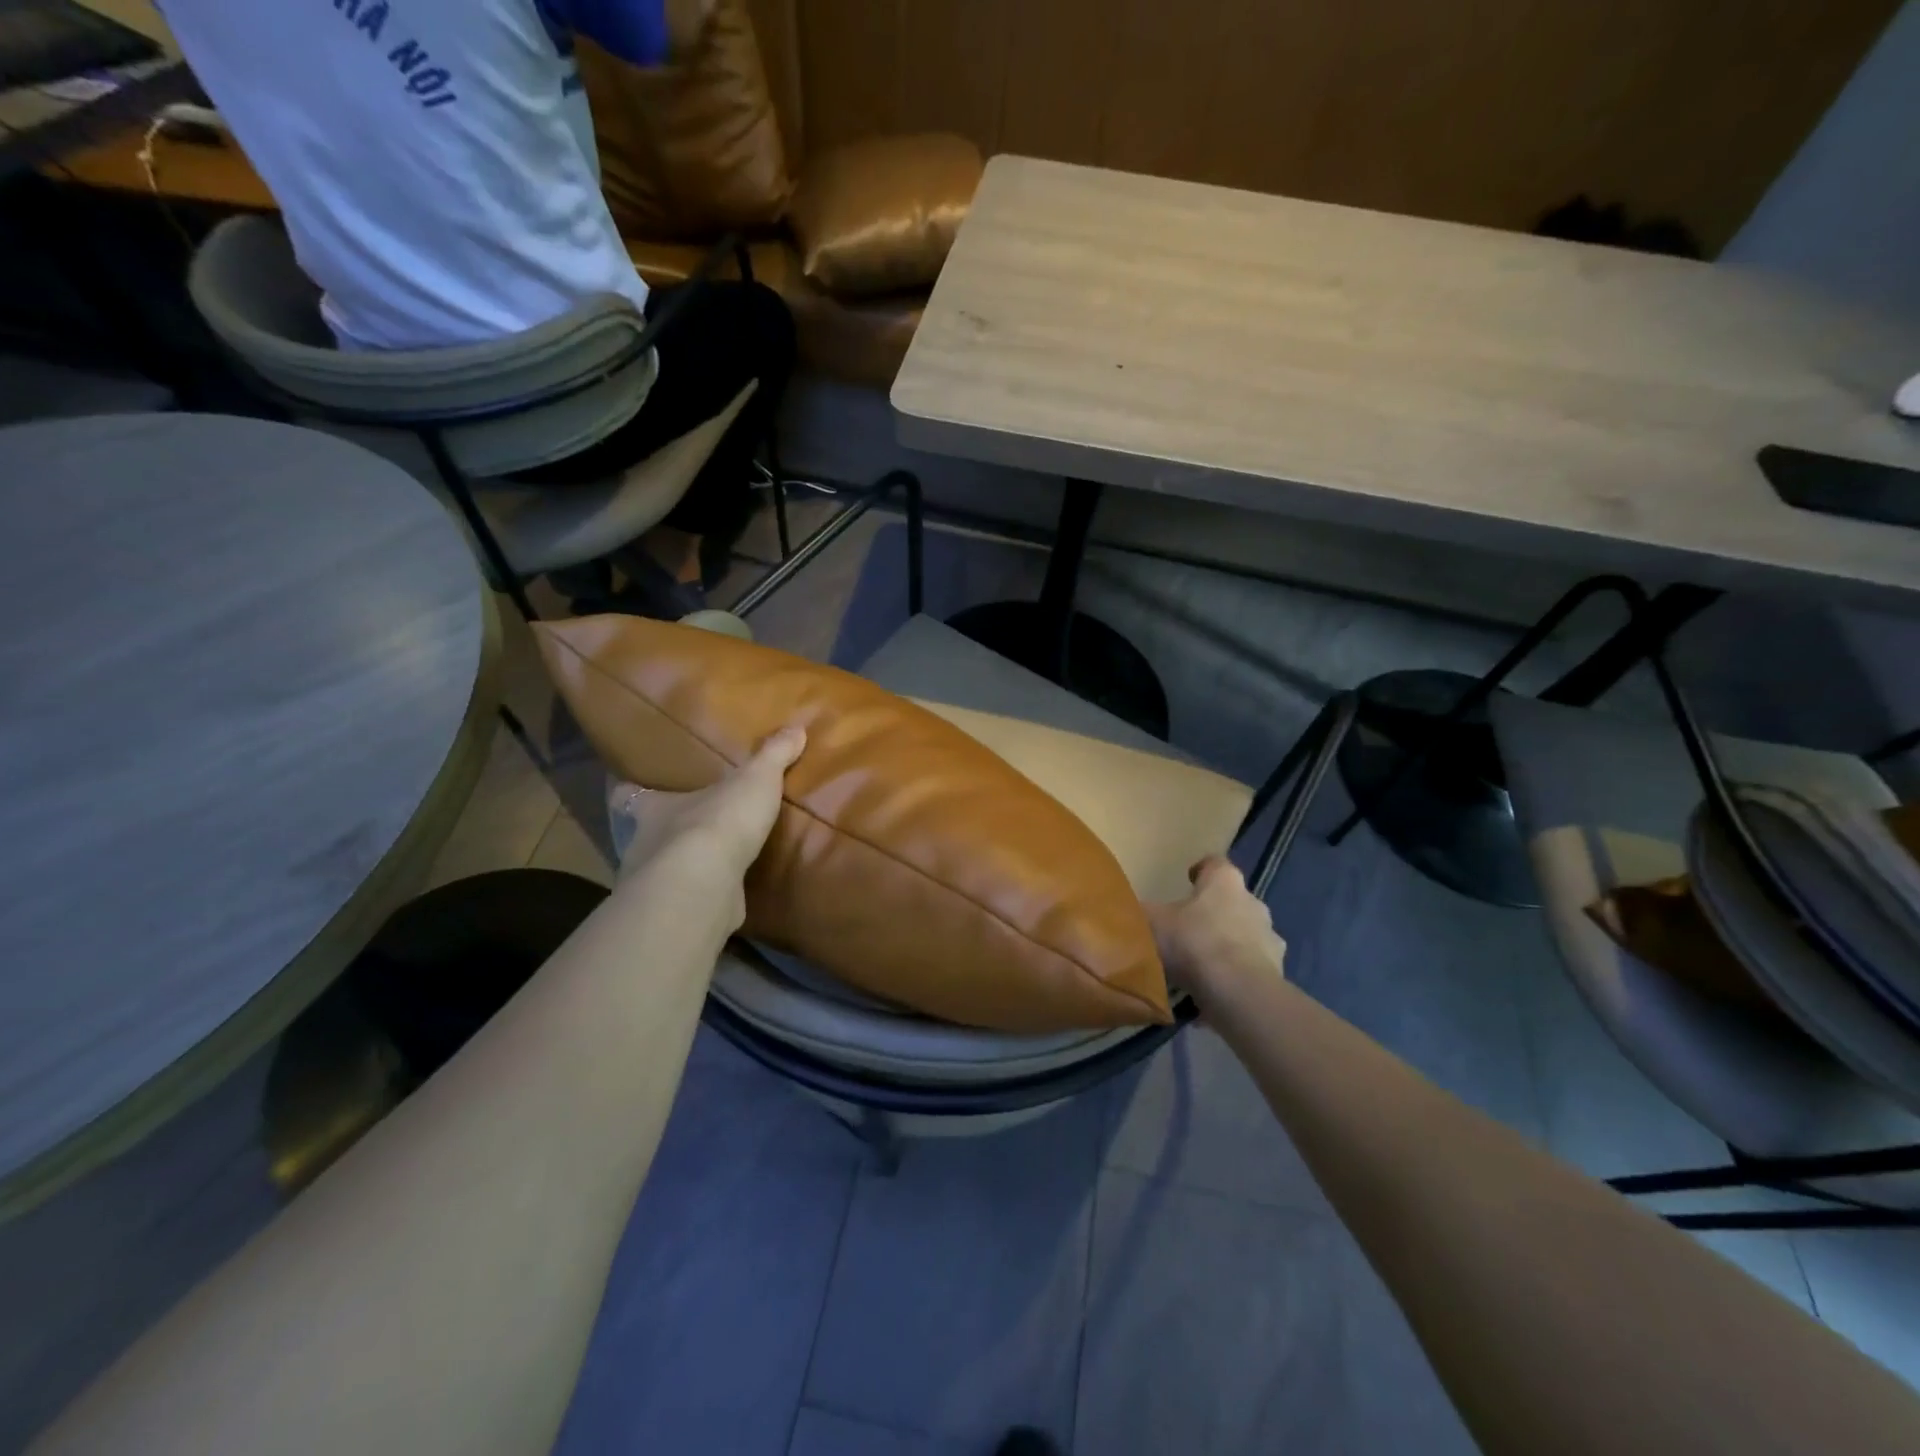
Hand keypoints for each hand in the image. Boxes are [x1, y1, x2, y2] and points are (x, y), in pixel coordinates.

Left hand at [609, 725, 805, 885]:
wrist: (705, 885)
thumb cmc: (720, 821)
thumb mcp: (755, 779)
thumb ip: (773, 755)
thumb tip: (796, 727)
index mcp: (657, 807)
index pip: (630, 795)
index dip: (629, 791)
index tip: (627, 789)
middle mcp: (646, 844)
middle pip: (646, 836)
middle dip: (663, 836)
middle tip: (687, 833)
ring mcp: (657, 884)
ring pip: (662, 873)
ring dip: (682, 871)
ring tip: (708, 868)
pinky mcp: (676, 915)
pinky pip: (687, 903)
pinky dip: (700, 900)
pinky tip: (721, 898)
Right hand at [1146, 856, 1285, 1014]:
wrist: (1238, 991)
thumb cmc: (1193, 942)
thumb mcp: (1152, 922)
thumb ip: (1142, 911)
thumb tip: (1128, 908)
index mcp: (1225, 881)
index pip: (1215, 864)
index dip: (1201, 870)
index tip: (1188, 880)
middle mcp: (1253, 902)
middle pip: (1232, 900)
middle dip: (1213, 911)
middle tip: (1189, 927)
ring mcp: (1270, 937)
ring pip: (1245, 934)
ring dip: (1228, 943)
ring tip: (1203, 964)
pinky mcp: (1277, 970)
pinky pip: (1252, 967)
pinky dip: (1237, 974)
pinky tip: (1217, 989)